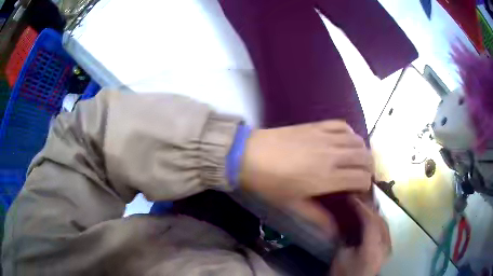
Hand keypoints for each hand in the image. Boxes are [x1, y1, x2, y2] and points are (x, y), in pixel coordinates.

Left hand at [239, 120, 373, 231]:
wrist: (248, 155)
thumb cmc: (269, 183)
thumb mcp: (293, 205)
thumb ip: (318, 218)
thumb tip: (334, 233)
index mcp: (328, 177)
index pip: (361, 178)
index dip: (365, 186)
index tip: (359, 192)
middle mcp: (332, 155)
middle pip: (365, 157)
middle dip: (369, 168)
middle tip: (360, 177)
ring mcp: (325, 137)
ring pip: (358, 141)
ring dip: (362, 152)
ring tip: (355, 161)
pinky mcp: (316, 125)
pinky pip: (342, 125)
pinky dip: (349, 133)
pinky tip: (344, 142)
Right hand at [329, 197, 390, 275]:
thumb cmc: (346, 273)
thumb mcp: (341, 256)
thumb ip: (344, 237)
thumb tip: (344, 220)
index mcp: (373, 248)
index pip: (371, 221)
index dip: (362, 207)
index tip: (352, 197)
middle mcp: (385, 245)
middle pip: (380, 219)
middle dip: (369, 207)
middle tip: (358, 198)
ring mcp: (388, 246)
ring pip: (384, 222)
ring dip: (374, 212)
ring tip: (365, 204)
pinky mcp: (388, 248)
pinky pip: (385, 229)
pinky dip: (378, 220)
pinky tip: (372, 217)